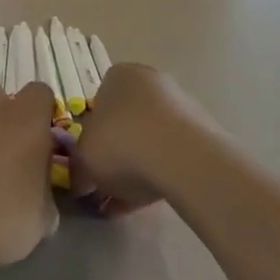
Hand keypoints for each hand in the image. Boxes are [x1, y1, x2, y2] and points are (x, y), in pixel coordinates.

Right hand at [73, 65, 218, 212]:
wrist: (181, 157)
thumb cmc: (120, 144)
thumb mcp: (82, 158)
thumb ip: (77, 165)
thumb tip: (80, 177)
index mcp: (119, 76)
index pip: (99, 102)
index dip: (91, 136)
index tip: (89, 162)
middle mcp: (151, 82)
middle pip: (126, 121)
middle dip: (116, 152)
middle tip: (105, 184)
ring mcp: (181, 106)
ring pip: (150, 140)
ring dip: (137, 167)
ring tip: (123, 203)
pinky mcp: (202, 133)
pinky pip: (171, 155)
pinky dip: (157, 175)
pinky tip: (144, 203)